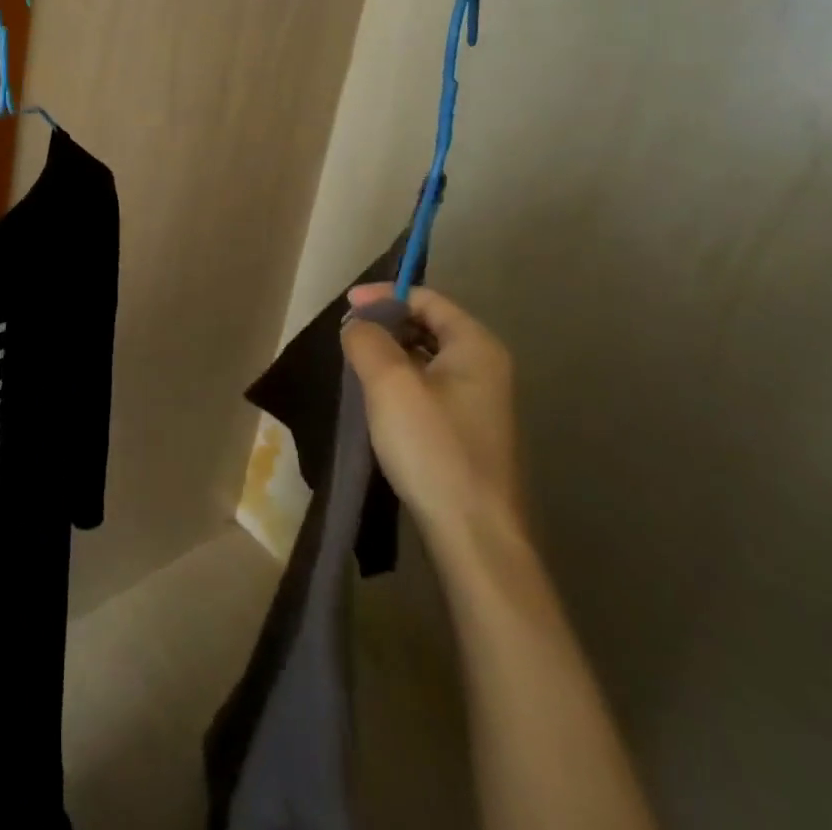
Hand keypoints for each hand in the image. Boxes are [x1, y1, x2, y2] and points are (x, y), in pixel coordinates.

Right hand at [340, 283, 524, 549]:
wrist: (474, 535)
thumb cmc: (433, 447)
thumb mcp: (389, 383)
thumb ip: (367, 340)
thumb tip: (358, 326)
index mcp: (476, 346)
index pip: (426, 298)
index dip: (383, 296)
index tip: (345, 307)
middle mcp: (486, 367)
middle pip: (429, 325)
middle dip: (385, 324)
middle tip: (348, 337)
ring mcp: (480, 402)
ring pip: (427, 358)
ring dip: (390, 354)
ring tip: (357, 366)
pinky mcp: (468, 431)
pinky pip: (429, 387)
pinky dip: (401, 381)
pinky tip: (378, 400)